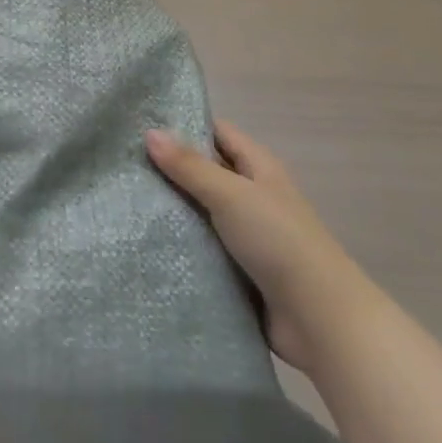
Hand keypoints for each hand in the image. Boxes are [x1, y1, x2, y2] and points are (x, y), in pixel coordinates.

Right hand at [146, 121, 377, 372]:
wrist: (320, 321)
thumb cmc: (279, 242)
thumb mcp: (231, 195)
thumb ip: (190, 165)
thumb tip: (149, 132)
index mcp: (259, 168)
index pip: (217, 132)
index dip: (183, 124)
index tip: (139, 121)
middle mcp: (252, 195)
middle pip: (204, 171)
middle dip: (168, 167)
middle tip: (121, 161)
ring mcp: (245, 234)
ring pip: (199, 210)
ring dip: (170, 207)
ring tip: (121, 197)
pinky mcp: (236, 269)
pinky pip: (200, 246)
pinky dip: (178, 242)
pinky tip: (142, 237)